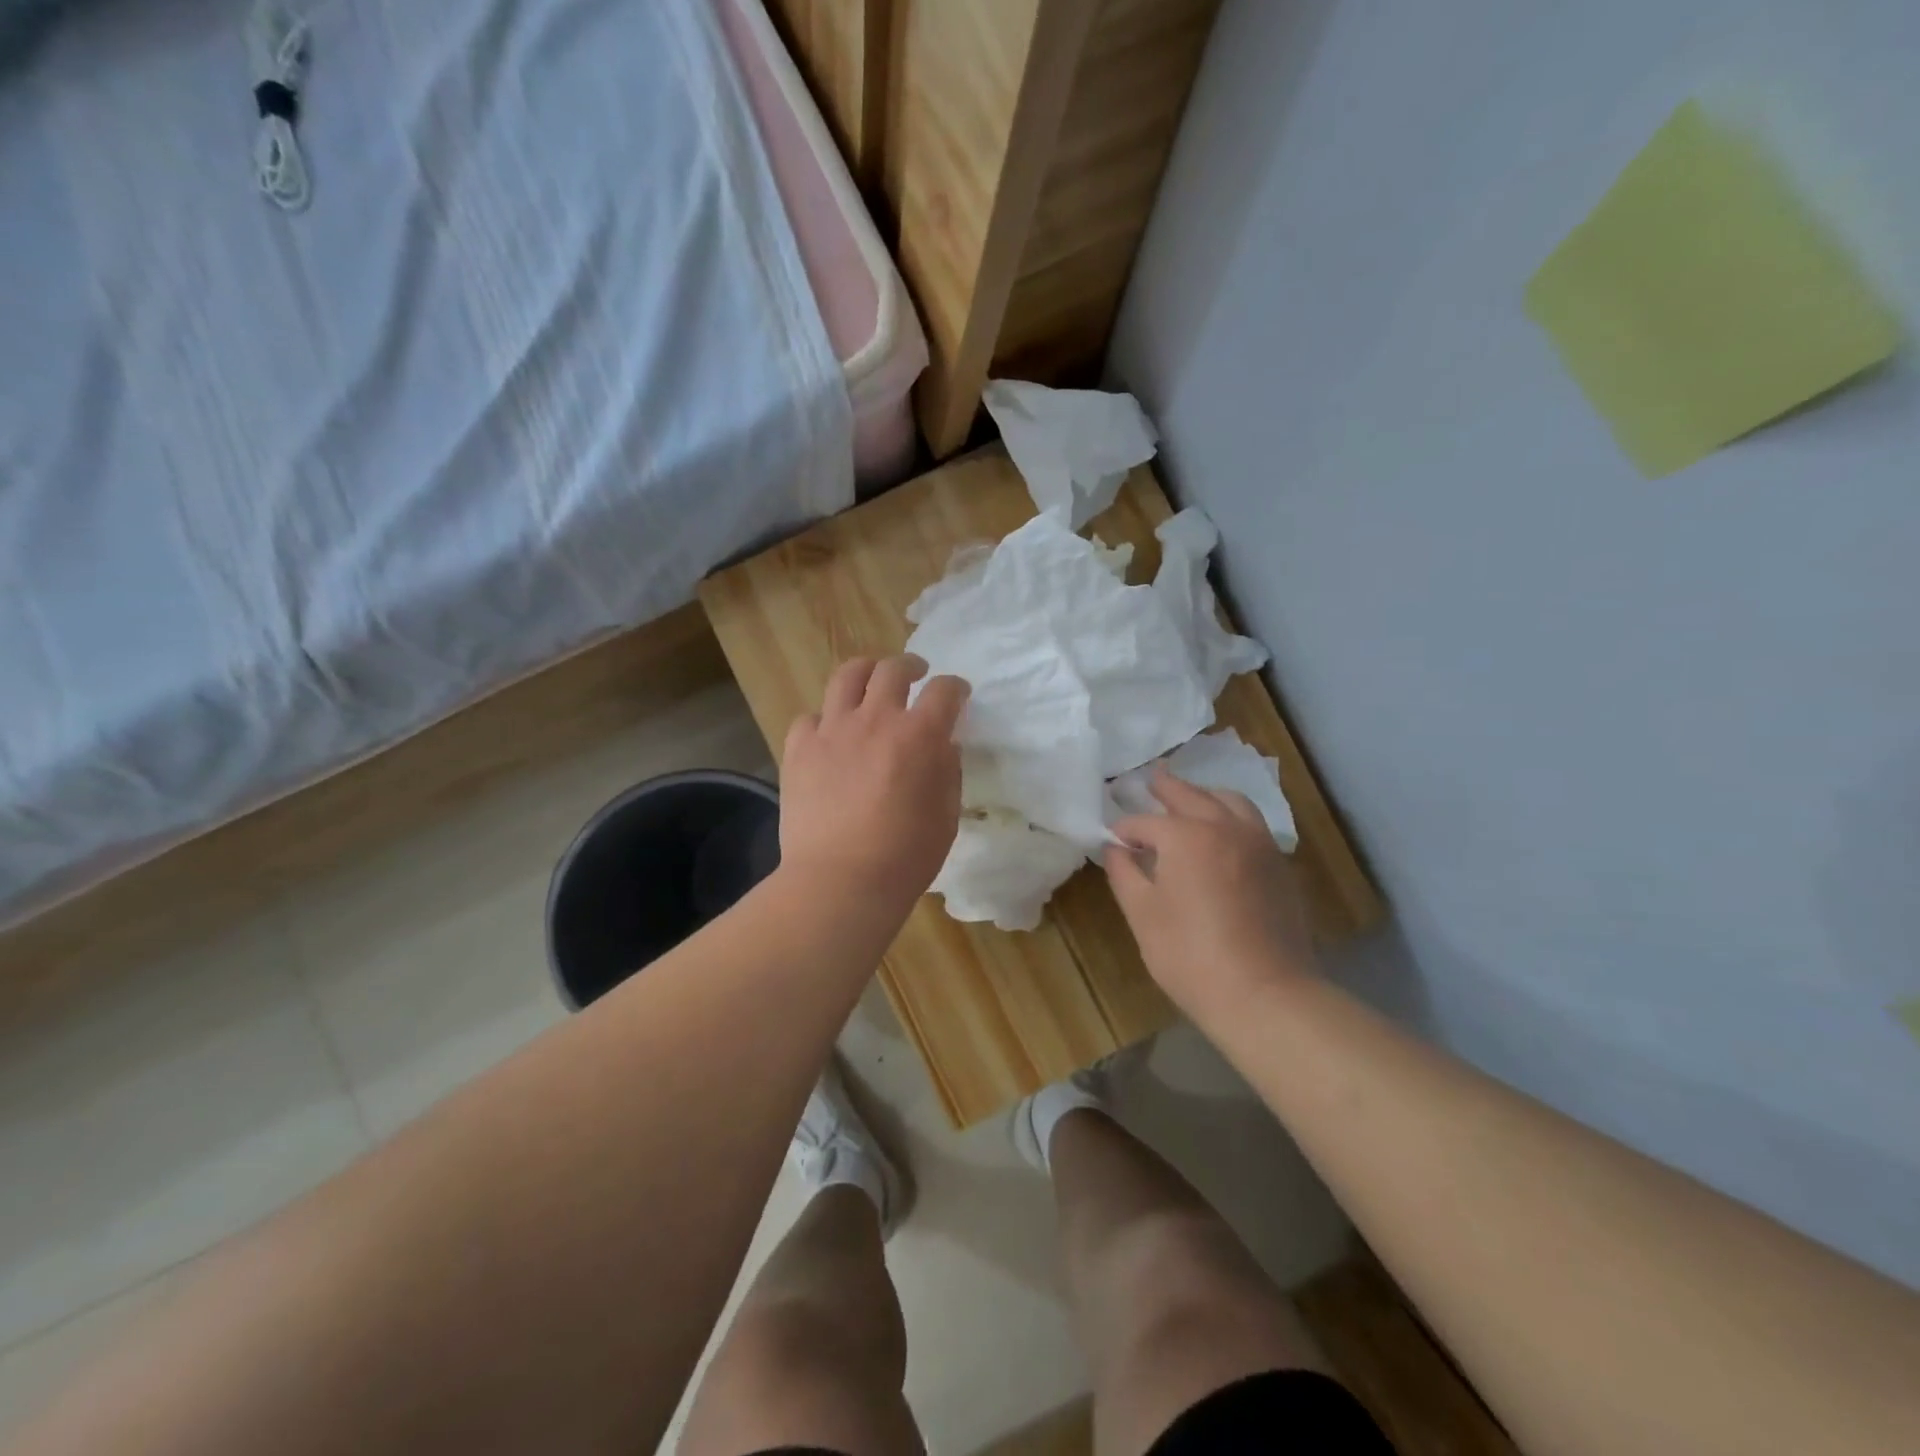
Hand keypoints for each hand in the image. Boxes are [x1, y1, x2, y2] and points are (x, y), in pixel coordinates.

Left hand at [779, 654, 969, 911]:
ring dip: (866, 671)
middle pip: (893, 669)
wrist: (840, 881)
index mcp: (919, 735)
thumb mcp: (946, 816)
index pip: (944, 691)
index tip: (958, 695)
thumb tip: (942, 746)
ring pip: (847, 676)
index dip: (955, 688)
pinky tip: (830, 733)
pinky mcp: (799, 748)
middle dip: (910, 666)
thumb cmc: (905, 856)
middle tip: (916, 674)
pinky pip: (810, 717)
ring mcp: (832, 730)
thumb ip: (948, 772)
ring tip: (870, 679)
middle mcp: (876, 719)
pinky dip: (824, 719)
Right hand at [1105, 765, 1315, 1023]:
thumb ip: (1124, 873)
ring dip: (1205, 795)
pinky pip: (1252, 823)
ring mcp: (1258, 844)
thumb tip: (1115, 849)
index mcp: (1185, 835)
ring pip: (1230, 801)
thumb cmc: (1190, 955)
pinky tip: (1222, 834)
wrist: (1265, 994)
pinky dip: (1231, 816)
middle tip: (1151, 779)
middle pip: (1190, 795)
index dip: (1123, 831)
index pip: (1143, 822)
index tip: (1113, 841)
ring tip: (1190, 799)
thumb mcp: (1142, 914)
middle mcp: (1225, 827)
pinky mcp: (1279, 865)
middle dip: (1166, 788)